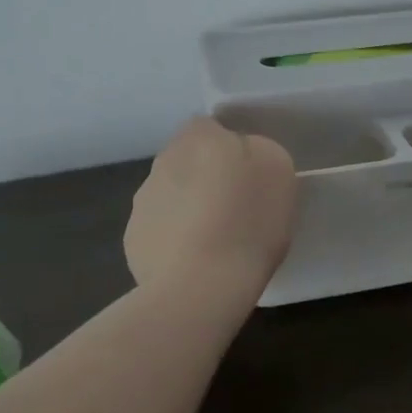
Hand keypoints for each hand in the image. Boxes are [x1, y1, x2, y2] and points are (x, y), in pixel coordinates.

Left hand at [125, 117, 298, 296]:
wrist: (202, 286)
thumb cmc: (248, 220)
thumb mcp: (277, 168)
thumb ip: (257, 149)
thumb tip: (240, 153)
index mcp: (198, 138)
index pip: (208, 126)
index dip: (228, 146)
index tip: (247, 172)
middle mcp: (162, 162)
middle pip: (187, 161)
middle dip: (206, 177)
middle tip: (236, 206)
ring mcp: (142, 203)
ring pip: (171, 195)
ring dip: (189, 208)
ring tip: (217, 241)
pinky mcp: (134, 241)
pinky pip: (160, 231)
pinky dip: (175, 241)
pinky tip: (196, 263)